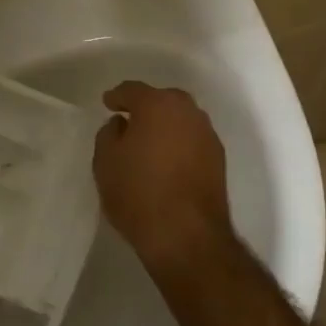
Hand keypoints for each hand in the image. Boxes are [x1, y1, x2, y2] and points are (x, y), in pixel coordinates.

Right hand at [93, 81, 238, 278]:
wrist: (186, 236)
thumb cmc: (138, 193)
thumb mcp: (105, 162)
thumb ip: (109, 133)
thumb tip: (122, 124)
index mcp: (158, 105)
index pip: (133, 90)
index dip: (117, 96)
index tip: (108, 103)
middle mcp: (188, 112)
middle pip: (163, 100)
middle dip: (146, 106)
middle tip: (129, 120)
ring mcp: (207, 135)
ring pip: (181, 120)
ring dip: (165, 125)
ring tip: (149, 142)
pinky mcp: (219, 160)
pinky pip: (192, 140)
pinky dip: (179, 143)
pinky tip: (167, 160)